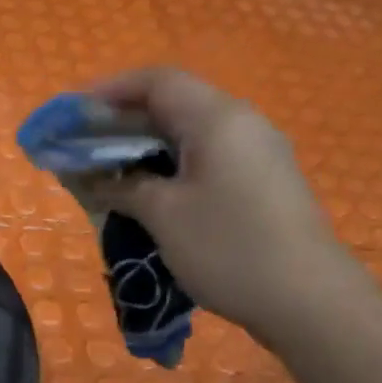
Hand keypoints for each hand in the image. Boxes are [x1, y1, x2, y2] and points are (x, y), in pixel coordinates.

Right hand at [87, 66, 364, 341]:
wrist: (308, 301)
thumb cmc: (228, 247)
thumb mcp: (163, 215)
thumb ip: (122, 186)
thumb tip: (93, 178)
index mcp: (218, 119)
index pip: (157, 81)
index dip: (109, 90)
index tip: (73, 113)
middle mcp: (241, 124)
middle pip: (172, 104)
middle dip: (121, 121)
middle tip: (81, 146)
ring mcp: (256, 153)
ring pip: (188, 134)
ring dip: (143, 146)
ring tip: (106, 171)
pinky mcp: (261, 182)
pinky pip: (205, 158)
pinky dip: (168, 166)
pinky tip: (146, 193)